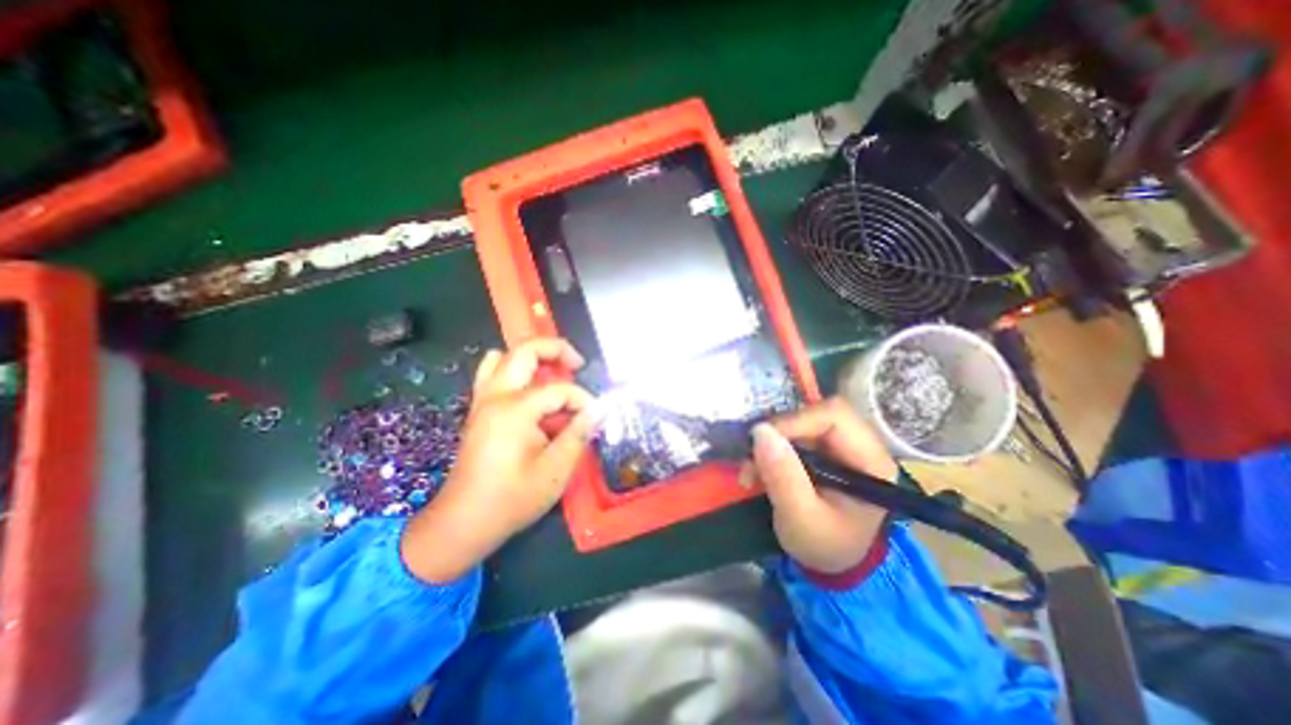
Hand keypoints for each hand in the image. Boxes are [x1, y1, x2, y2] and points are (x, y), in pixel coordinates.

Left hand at [402, 336, 598, 579]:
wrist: (464, 522)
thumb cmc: (512, 498)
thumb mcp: (556, 470)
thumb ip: (579, 433)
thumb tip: (598, 410)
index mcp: (515, 409)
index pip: (559, 389)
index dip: (582, 400)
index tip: (595, 418)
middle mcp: (495, 396)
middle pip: (524, 351)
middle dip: (555, 350)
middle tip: (577, 364)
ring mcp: (482, 401)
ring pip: (502, 357)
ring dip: (530, 358)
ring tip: (552, 373)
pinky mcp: (478, 411)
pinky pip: (492, 374)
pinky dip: (514, 371)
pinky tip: (531, 392)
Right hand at [758, 398, 899, 570]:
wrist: (831, 560)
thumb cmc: (824, 545)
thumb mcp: (801, 519)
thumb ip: (783, 477)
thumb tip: (760, 431)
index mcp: (871, 462)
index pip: (834, 416)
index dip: (794, 422)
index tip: (761, 443)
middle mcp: (862, 444)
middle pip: (816, 413)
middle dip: (778, 433)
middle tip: (752, 459)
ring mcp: (842, 444)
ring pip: (801, 420)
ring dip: (770, 441)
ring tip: (751, 470)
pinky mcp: (824, 447)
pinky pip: (793, 431)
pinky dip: (771, 446)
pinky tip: (759, 468)